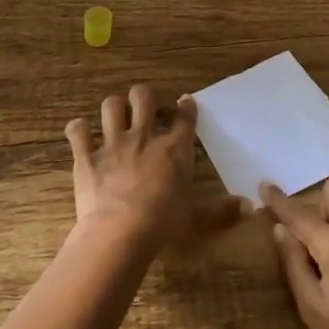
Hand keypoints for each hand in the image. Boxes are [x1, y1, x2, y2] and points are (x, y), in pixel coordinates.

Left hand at [66, 87, 247, 247]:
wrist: (120, 232)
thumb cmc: (164, 222)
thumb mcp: (197, 217)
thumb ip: (222, 210)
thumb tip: (251, 207)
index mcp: (174, 148)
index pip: (184, 117)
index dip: (186, 106)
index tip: (185, 102)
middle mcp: (144, 136)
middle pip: (144, 97)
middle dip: (144, 96)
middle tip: (145, 107)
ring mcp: (113, 143)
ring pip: (111, 106)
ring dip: (113, 106)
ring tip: (115, 114)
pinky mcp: (86, 156)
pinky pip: (77, 131)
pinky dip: (78, 129)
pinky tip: (80, 132)